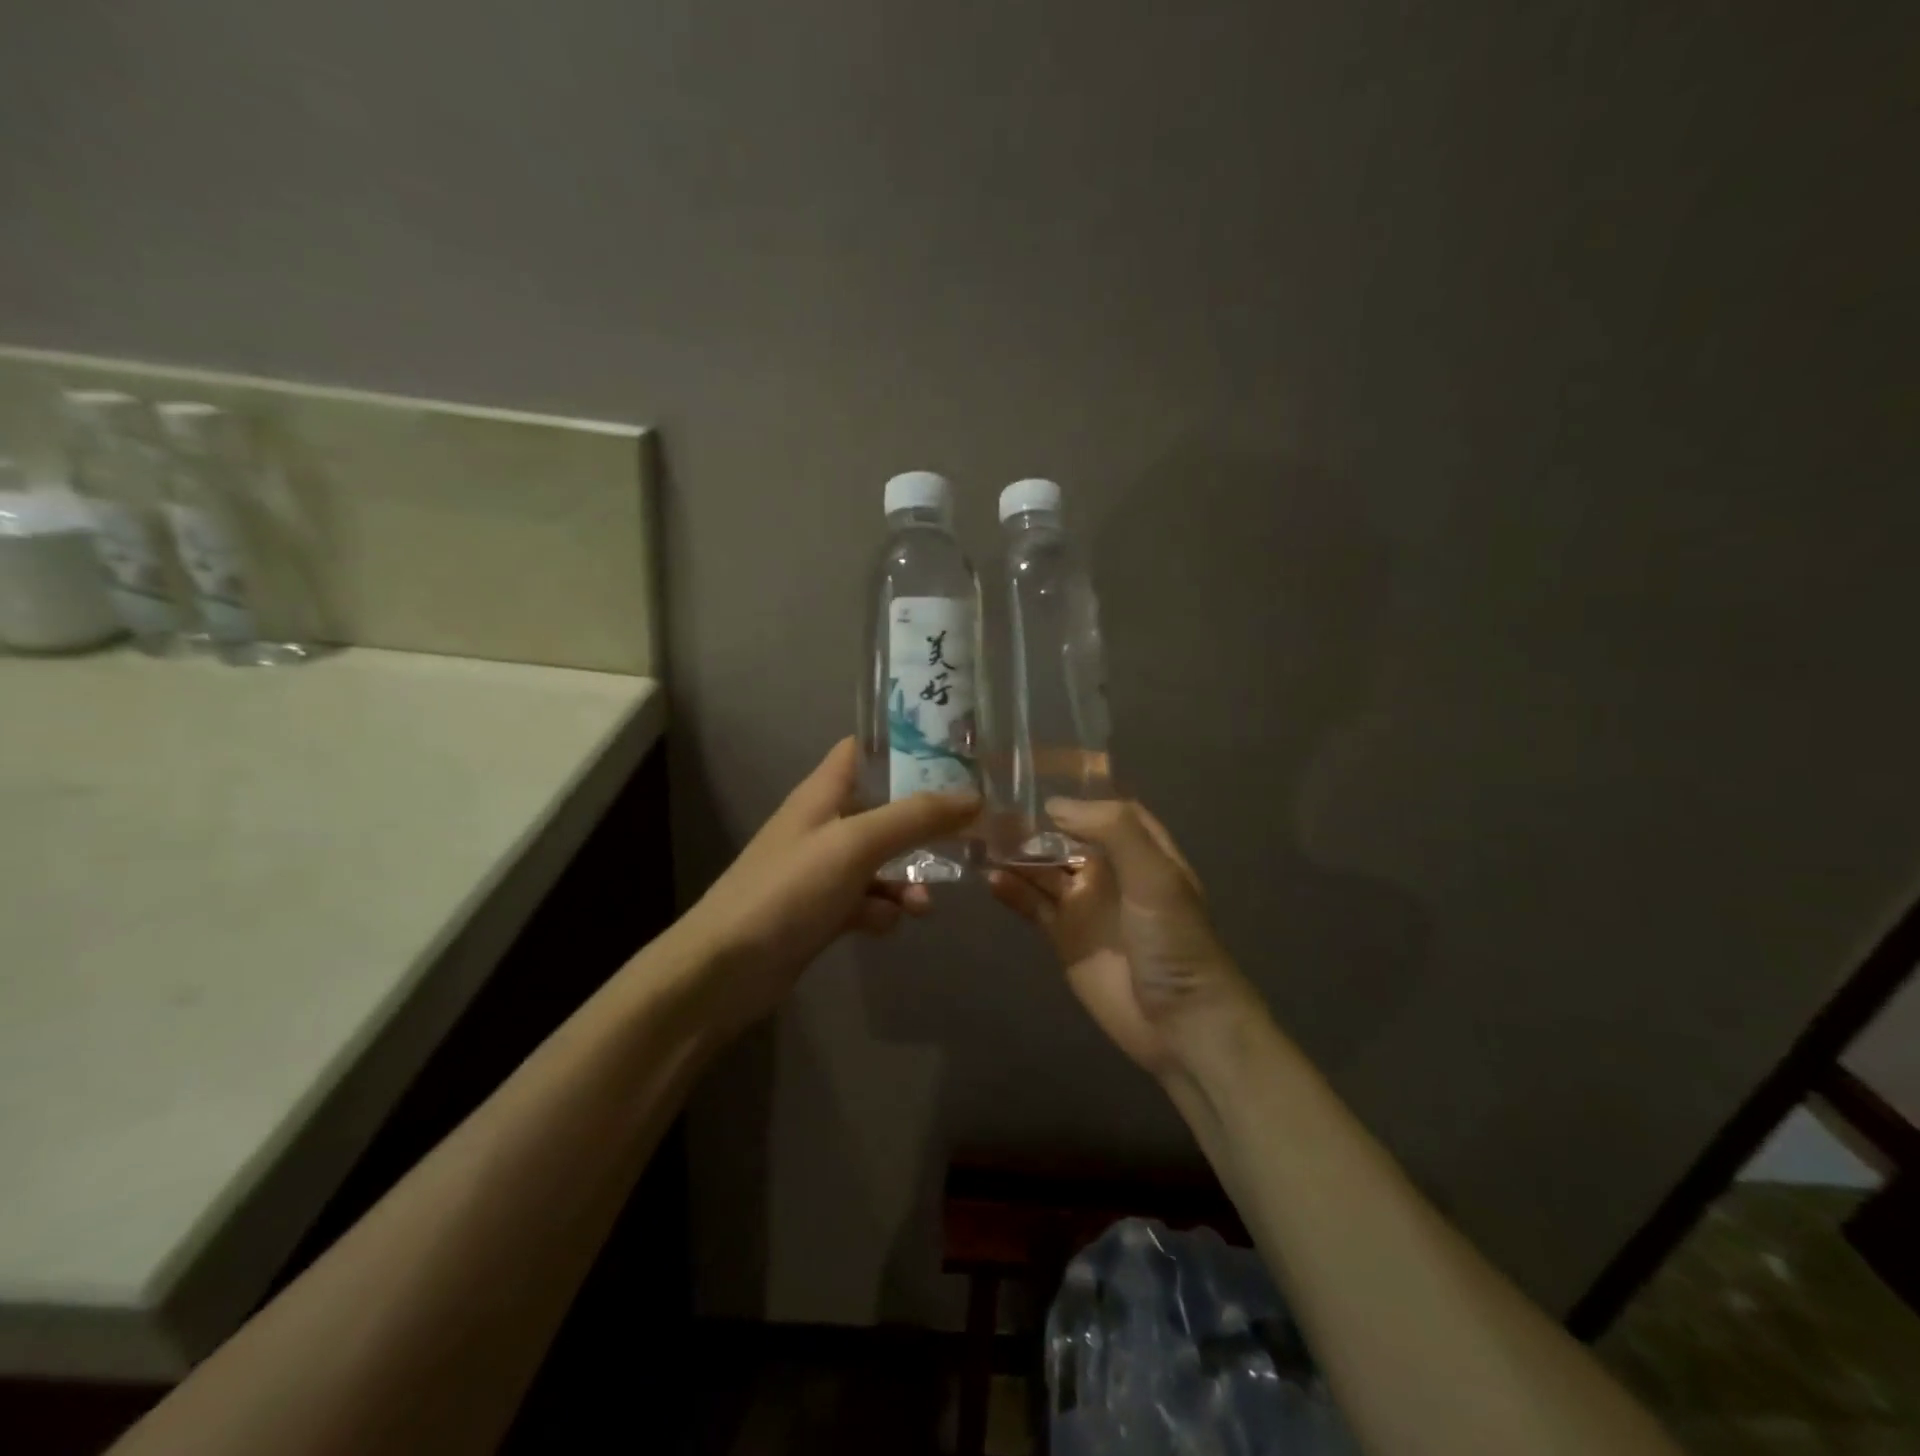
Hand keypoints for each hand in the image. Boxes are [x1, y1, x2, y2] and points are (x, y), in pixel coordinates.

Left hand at [674, 738, 978, 1036]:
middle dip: (925, 821)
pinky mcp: (825, 909)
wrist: (727, 969)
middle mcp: (825, 823)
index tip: (955, 753)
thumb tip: (974, 798)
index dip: (907, 745)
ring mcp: (824, 868)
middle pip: (885, 807)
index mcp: (824, 792)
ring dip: (909, 877)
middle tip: (970, 829)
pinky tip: (884, 924)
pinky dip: (883, 909)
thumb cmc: (789, 889)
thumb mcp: (856, 843)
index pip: (865, 749)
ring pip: (883, 859)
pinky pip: (869, 898)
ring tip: (923, 904)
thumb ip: (916, 818)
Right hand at [990, 798, 1258, 1080]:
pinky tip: (990, 878)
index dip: (1077, 796)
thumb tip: (1054, 806)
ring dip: (1016, 854)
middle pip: (1066, 837)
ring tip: (979, 838)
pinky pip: (1032, 905)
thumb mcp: (1155, 876)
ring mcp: (1085, 905)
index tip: (1035, 780)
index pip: (1107, 811)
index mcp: (1140, 852)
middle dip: (1034, 824)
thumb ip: (1112, 830)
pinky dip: (1011, 891)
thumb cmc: (1173, 941)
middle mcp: (1110, 872)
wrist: (1178, 1023)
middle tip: (989, 808)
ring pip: (1044, 869)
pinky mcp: (1063, 938)